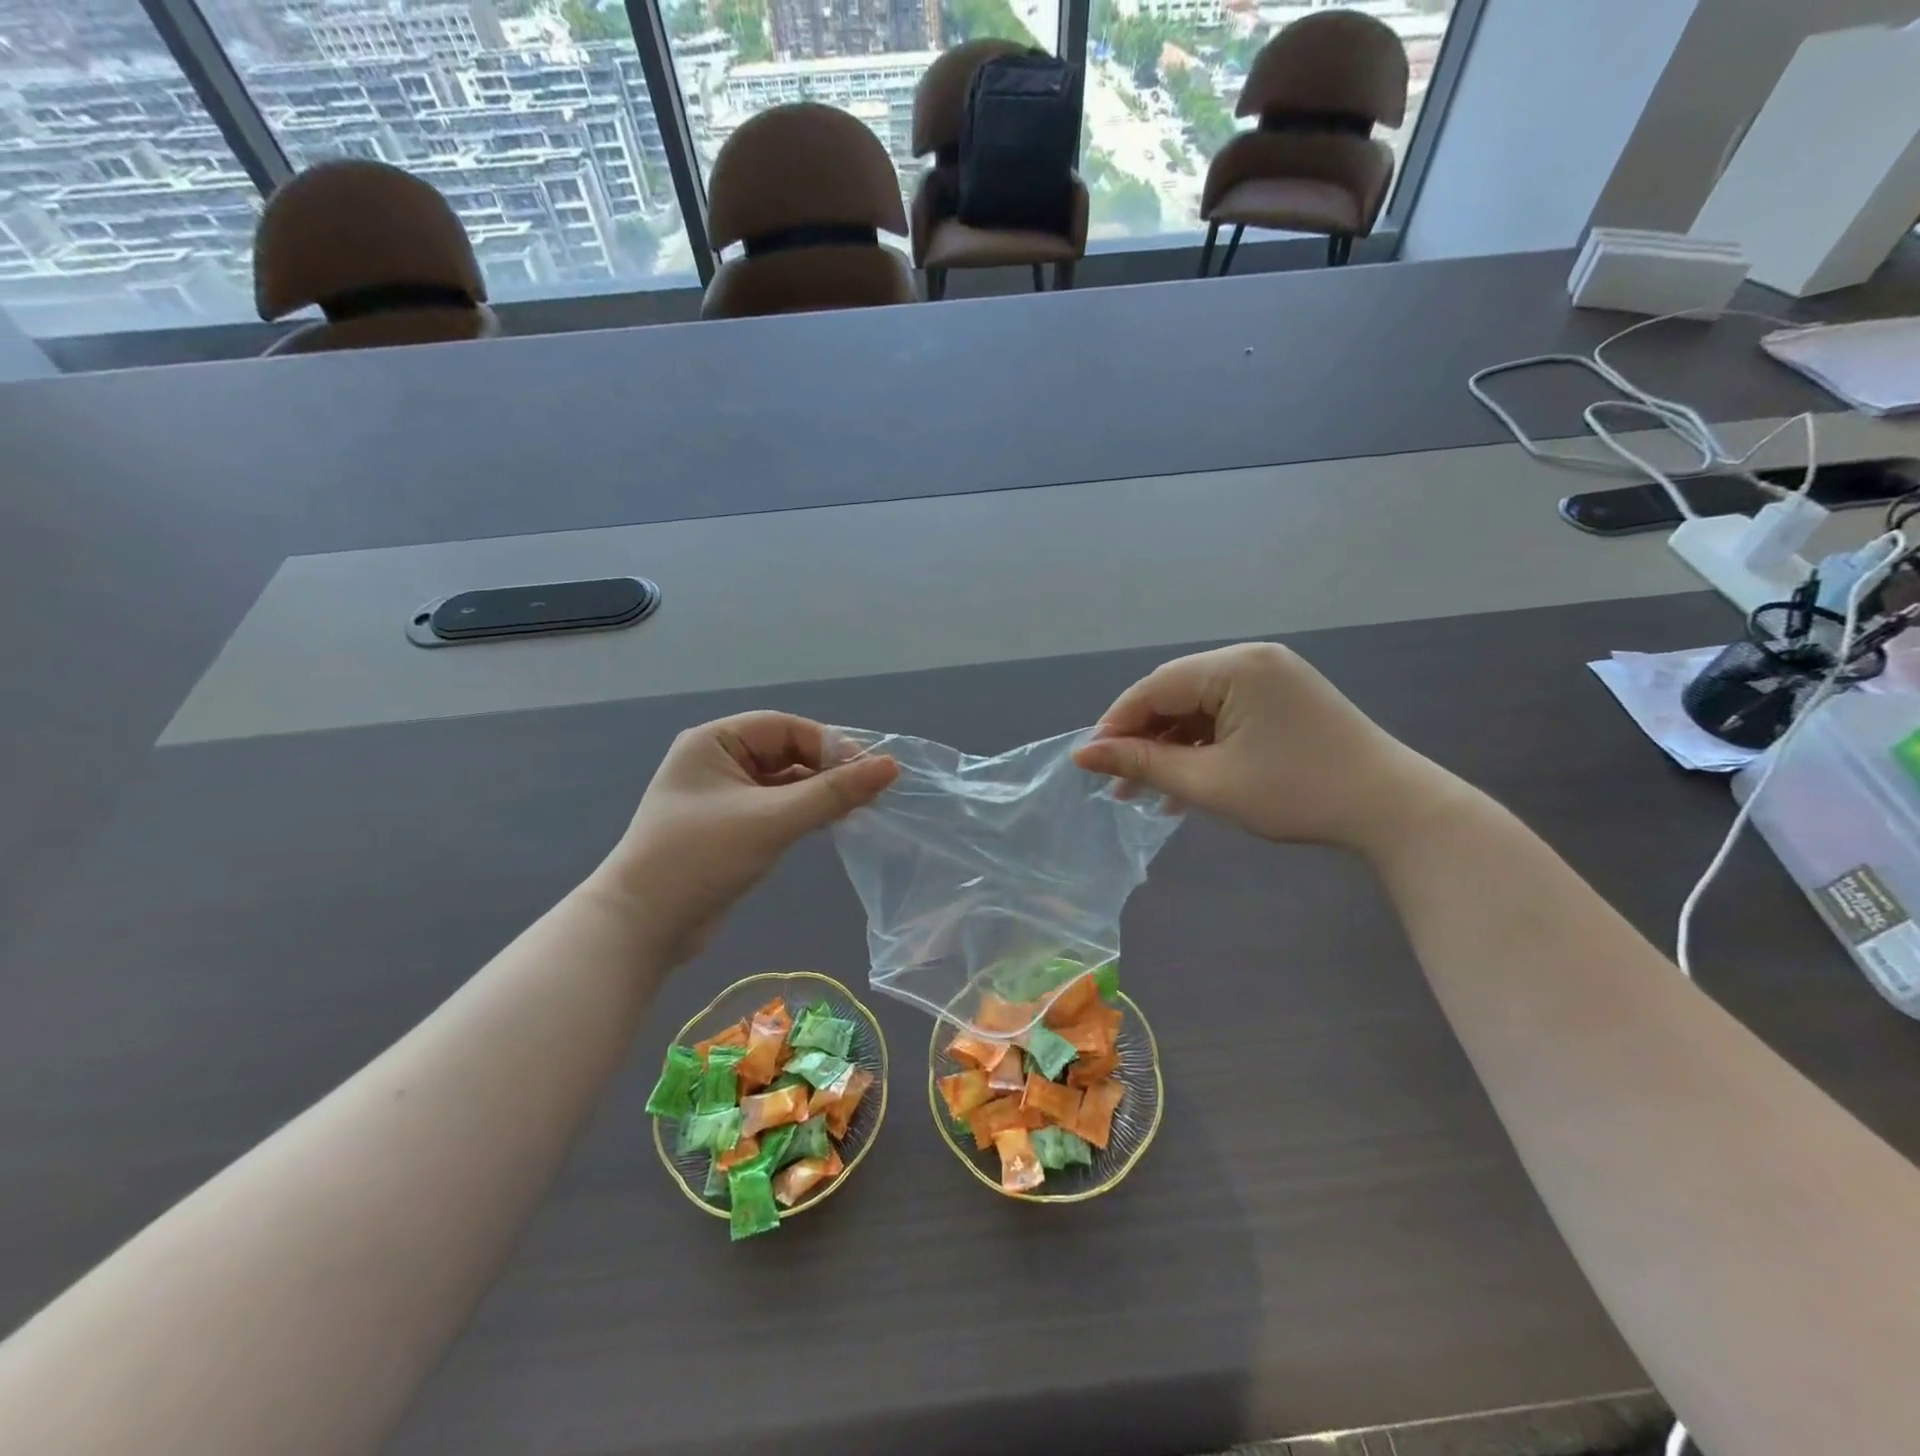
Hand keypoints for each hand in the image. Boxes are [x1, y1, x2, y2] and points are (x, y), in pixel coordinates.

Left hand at [591, 712, 897, 961]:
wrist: (643, 926)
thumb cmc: (702, 857)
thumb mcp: (772, 820)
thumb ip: (832, 793)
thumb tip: (890, 766)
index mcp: (714, 742)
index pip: (784, 727)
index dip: (829, 744)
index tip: (869, 770)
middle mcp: (716, 761)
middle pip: (785, 752)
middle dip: (825, 769)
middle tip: (868, 791)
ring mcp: (721, 796)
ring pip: (783, 782)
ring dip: (817, 793)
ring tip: (856, 808)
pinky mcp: (729, 828)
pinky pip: (775, 808)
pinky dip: (802, 813)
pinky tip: (829, 824)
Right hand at [1072, 642, 1461, 853]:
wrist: (1394, 810)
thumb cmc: (1296, 793)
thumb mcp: (1209, 782)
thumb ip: (1142, 763)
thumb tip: (1083, 755)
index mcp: (1235, 666)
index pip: (1155, 687)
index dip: (1116, 724)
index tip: (1090, 764)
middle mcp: (1251, 659)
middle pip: (1175, 694)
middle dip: (1143, 738)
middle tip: (1118, 782)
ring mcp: (1271, 677)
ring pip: (1198, 708)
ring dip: (1171, 747)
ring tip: (1147, 792)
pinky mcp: (1283, 699)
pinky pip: (1226, 716)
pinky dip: (1202, 746)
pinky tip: (1186, 783)